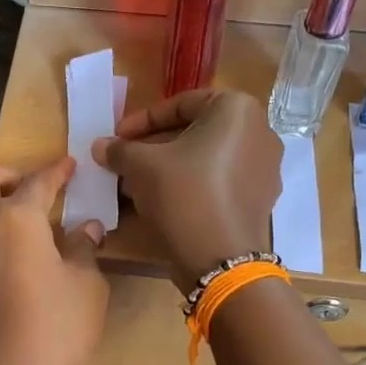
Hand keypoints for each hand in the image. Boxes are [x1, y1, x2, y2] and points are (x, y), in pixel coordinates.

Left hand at [0, 158, 107, 364]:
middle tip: (30, 191)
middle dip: (6, 175)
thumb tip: (85, 228)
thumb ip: (83, 249)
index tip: (68, 165)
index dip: (57, 171)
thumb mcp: (86, 286)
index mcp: (16, 220)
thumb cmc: (57, 331)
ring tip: (2, 224)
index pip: (38, 182)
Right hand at [93, 90, 281, 291]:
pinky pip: (220, 181)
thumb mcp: (142, 166)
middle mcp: (260, 132)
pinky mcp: (261, 199)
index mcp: (237, 110)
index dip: (142, 120)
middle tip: (125, 160)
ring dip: (170, 167)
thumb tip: (101, 146)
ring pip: (206, 158)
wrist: (221, 260)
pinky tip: (163, 201)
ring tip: (136, 183)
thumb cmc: (183, 195)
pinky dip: (192, 185)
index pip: (181, 104)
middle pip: (195, 131)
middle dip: (155, 146)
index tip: (117, 136)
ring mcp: (265, 168)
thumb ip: (120, 150)